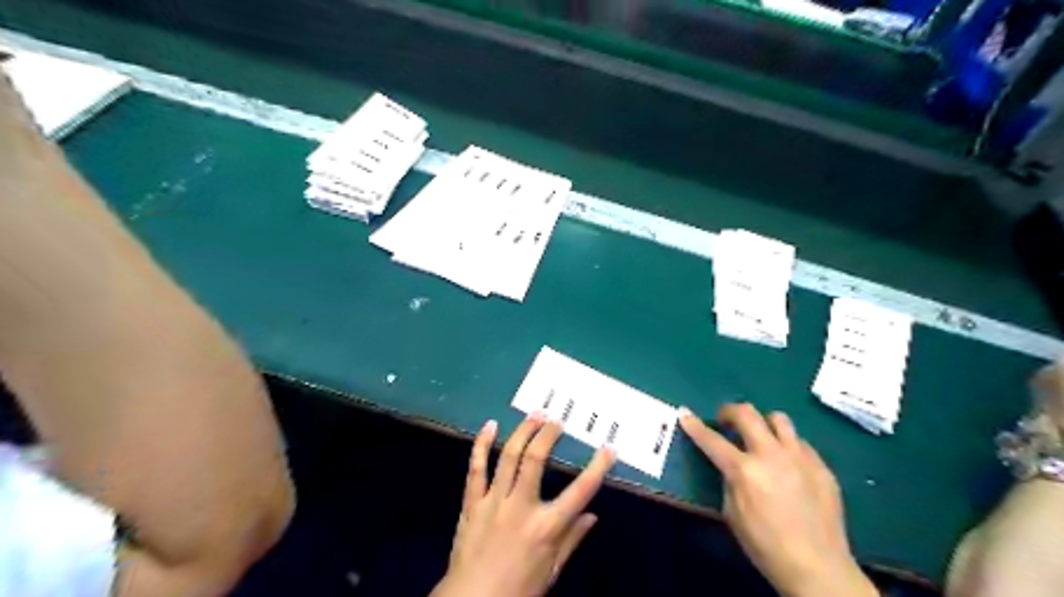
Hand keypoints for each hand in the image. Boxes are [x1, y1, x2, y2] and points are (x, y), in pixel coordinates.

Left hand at [432, 412, 615, 596]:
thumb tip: (594, 516)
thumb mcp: (552, 571)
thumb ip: (572, 540)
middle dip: (548, 434)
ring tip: (535, 414)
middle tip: (556, 420)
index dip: (597, 468)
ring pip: (508, 457)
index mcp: (546, 527)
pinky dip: (482, 445)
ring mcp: (493, 502)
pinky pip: (476, 468)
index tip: (608, 448)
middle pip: (535, 460)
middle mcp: (520, 508)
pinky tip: (490, 426)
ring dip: (522, 432)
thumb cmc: (518, 590)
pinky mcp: (472, 503)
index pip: (579, 492)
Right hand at [681, 401, 881, 595]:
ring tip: (760, 437)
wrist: (818, 568)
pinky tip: (787, 464)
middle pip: (747, 413)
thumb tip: (731, 466)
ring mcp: (800, 457)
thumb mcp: (732, 514)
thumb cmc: (765, 545)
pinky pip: (800, 442)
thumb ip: (729, 481)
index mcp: (745, 470)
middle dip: (729, 411)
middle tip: (725, 421)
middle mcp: (771, 455)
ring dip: (763, 423)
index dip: (695, 426)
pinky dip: (787, 446)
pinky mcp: (821, 466)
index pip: (712, 440)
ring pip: (778, 419)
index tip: (685, 414)